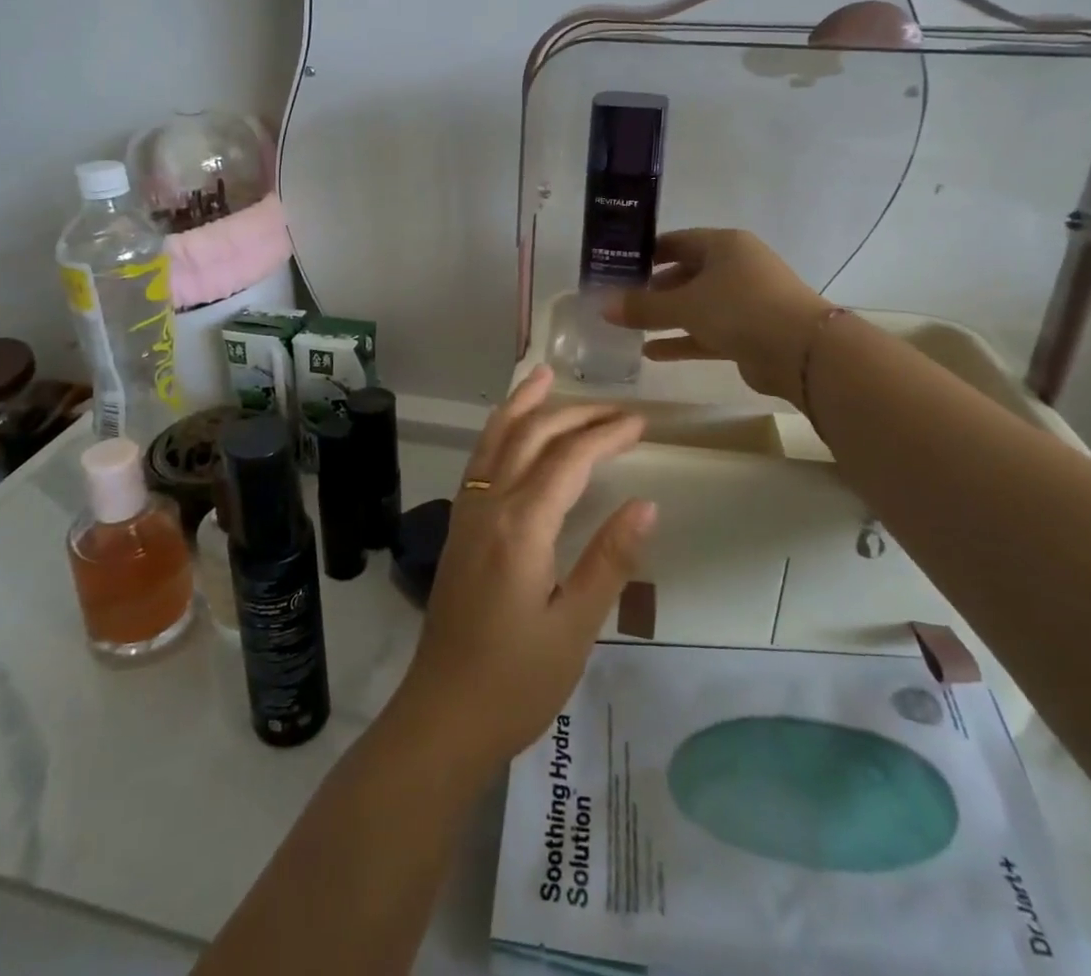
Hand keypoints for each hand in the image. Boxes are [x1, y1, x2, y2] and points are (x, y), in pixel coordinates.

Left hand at [389, 365, 654, 768]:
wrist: (443, 715)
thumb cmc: (517, 681)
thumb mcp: (575, 626)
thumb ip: (609, 560)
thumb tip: (647, 504)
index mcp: (522, 525)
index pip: (569, 459)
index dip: (606, 435)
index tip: (640, 423)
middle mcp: (489, 505)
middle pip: (531, 436)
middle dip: (575, 414)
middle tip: (616, 407)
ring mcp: (466, 512)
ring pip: (495, 438)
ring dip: (524, 404)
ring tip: (544, 375)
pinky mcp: (458, 526)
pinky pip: (480, 460)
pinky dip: (499, 430)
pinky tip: (512, 429)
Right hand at [605, 228, 831, 399]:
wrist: (802, 352)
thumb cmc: (740, 309)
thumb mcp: (685, 304)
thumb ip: (643, 306)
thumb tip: (603, 306)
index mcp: (724, 246)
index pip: (676, 242)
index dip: (646, 254)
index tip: (617, 268)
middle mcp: (735, 268)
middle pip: (685, 274)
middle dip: (652, 289)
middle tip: (619, 302)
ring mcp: (744, 301)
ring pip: (695, 306)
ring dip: (665, 317)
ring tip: (628, 328)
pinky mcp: (748, 333)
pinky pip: (706, 332)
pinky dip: (682, 340)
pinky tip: (651, 353)